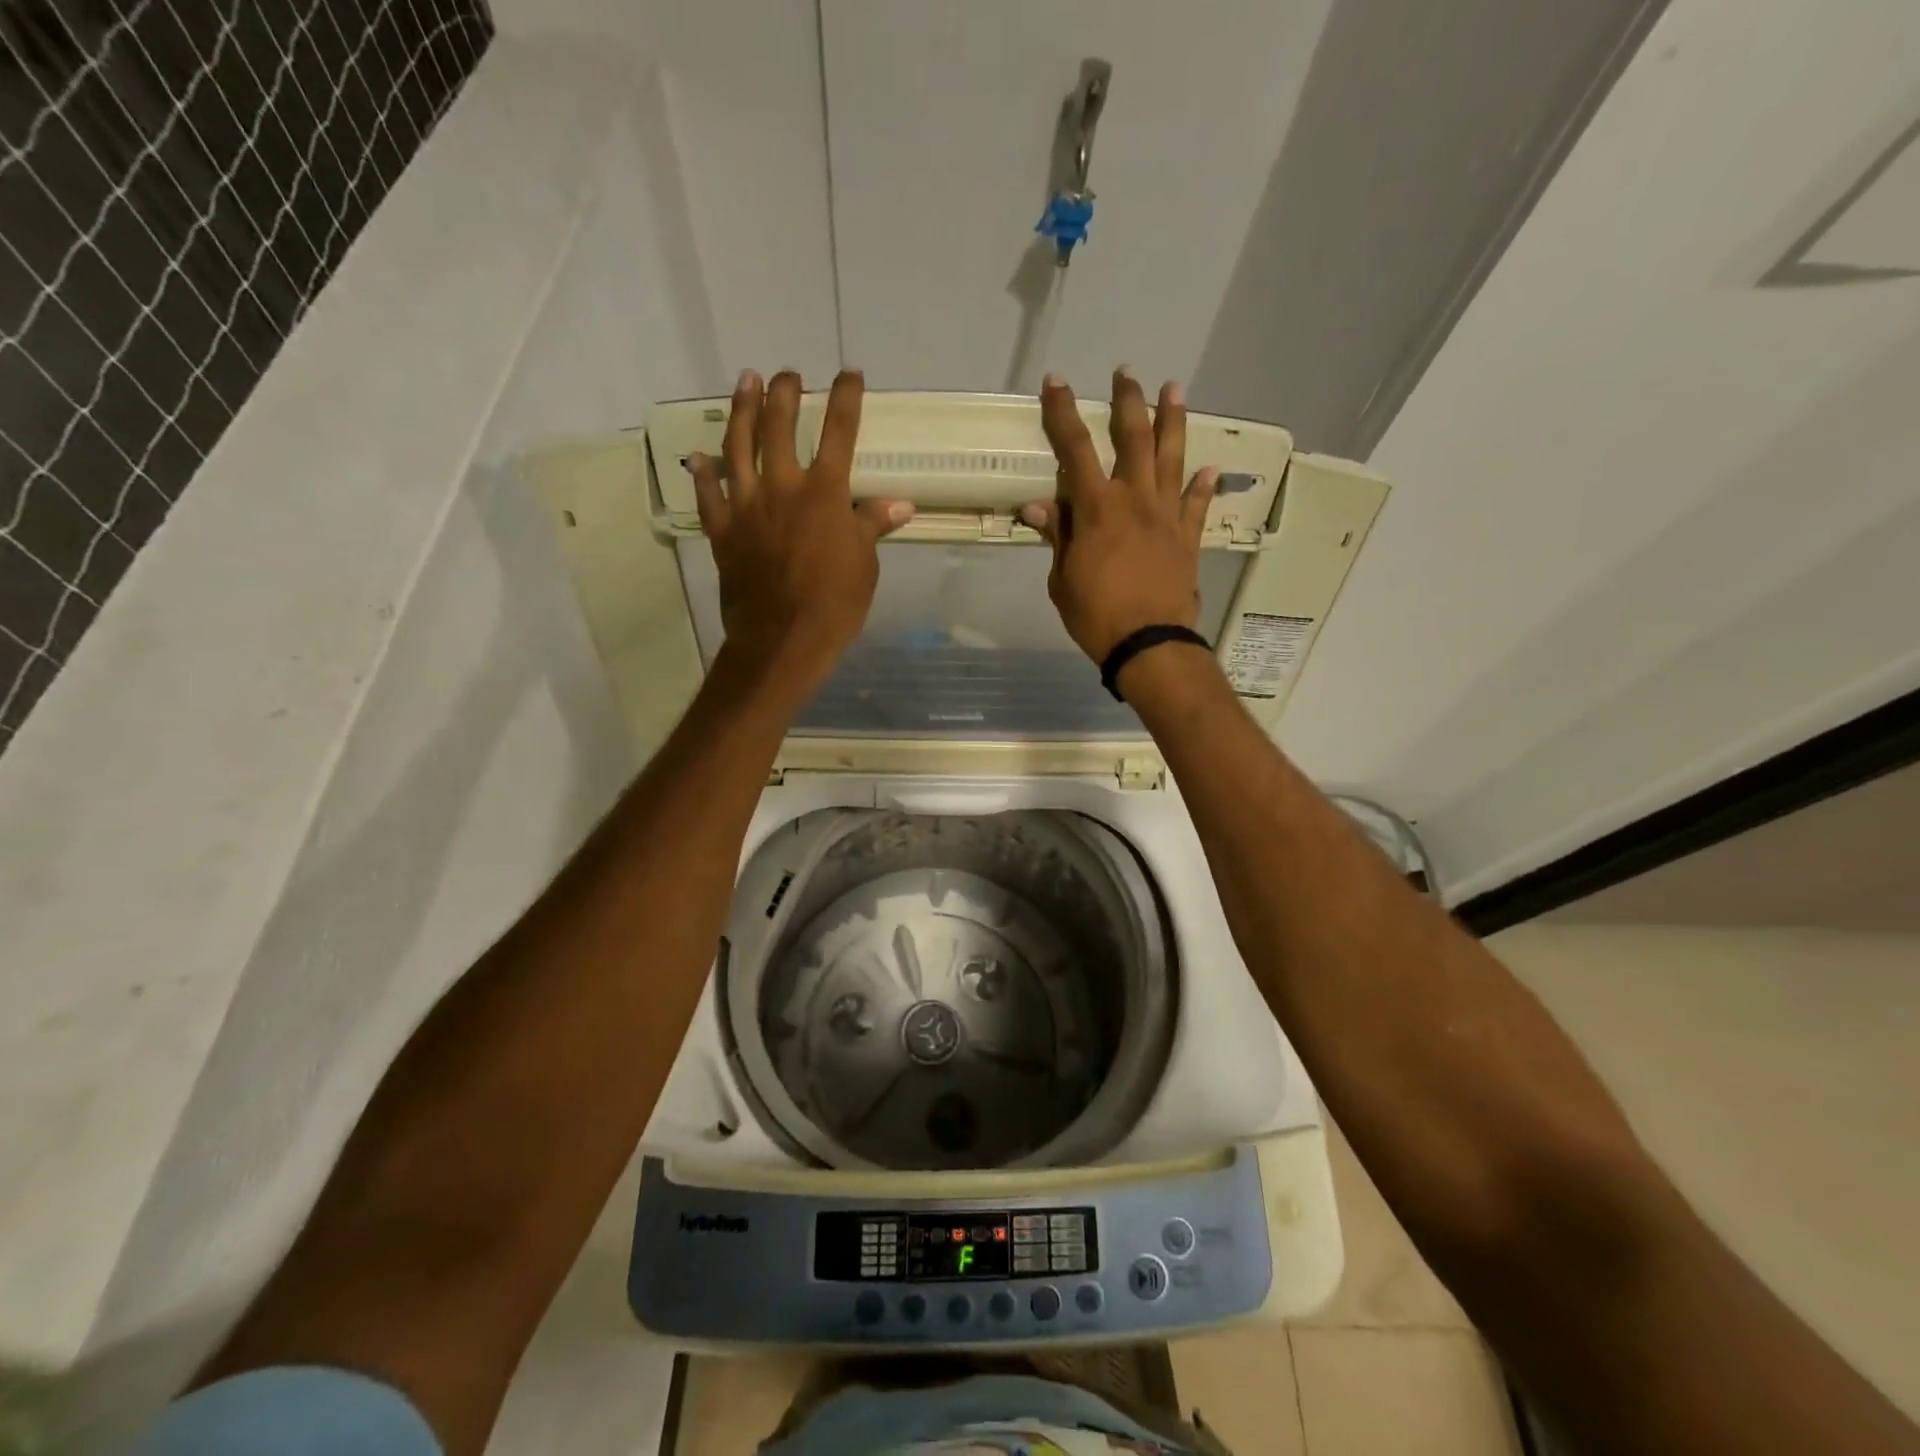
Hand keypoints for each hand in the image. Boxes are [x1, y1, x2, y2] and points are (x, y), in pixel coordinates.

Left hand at [690, 369, 912, 694]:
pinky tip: (699, 456)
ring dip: (742, 410)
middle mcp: (783, 488)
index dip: (846, 399)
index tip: (850, 374)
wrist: (783, 639)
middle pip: (780, 426)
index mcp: (825, 494)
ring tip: (745, 382)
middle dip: (785, 394)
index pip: (840, 433)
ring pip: (738, 446)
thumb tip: (900, 504)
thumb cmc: (835, 604)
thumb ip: (873, 526)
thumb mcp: (865, 565)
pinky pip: (709, 495)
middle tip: (786, 375)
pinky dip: (703, 473)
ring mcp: (747, 506)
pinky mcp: (722, 531)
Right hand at [1020, 369, 1220, 664]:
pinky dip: (1203, 486)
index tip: (1056, 381)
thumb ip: (1057, 537)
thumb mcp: (1063, 579)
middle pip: (1133, 438)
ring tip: (1174, 390)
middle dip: (1127, 402)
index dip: (1063, 413)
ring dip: (1172, 422)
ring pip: (1171, 459)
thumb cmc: (1095, 615)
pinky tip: (1209, 468)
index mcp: (1097, 509)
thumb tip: (1038, 506)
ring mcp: (1167, 516)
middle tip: (1127, 373)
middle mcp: (1135, 500)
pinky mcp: (1188, 538)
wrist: (1148, 643)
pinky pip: (1197, 505)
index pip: (1076, 449)